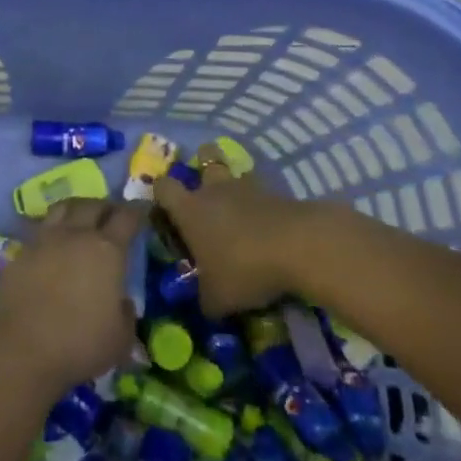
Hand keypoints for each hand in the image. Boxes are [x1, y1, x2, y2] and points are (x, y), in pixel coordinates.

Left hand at [0, 198, 143, 401]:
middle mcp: (75, 235)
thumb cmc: (80, 344)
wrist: (21, 348)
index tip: (143, 209)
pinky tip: (52, 247)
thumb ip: (125, 314)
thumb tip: (121, 302)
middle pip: (93, 205)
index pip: (127, 217)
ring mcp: (44, 240)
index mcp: (107, 250)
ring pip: (62, 208)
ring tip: (81, 219)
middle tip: (112, 215)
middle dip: (106, 206)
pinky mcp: (20, 252)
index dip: (137, 211)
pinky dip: (51, 232)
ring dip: (77, 209)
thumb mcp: (121, 339)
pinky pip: (39, 231)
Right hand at [150, 145, 316, 318]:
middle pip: (204, 157)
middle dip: (202, 168)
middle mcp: (214, 190)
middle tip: (204, 195)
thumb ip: (205, 299)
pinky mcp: (278, 193)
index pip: (163, 187)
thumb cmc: (244, 268)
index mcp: (189, 210)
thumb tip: (204, 303)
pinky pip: (262, 192)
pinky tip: (266, 227)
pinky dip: (261, 205)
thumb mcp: (218, 299)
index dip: (160, 195)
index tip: (163, 211)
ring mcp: (248, 188)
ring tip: (238, 210)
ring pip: (235, 172)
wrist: (300, 246)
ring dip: (234, 186)